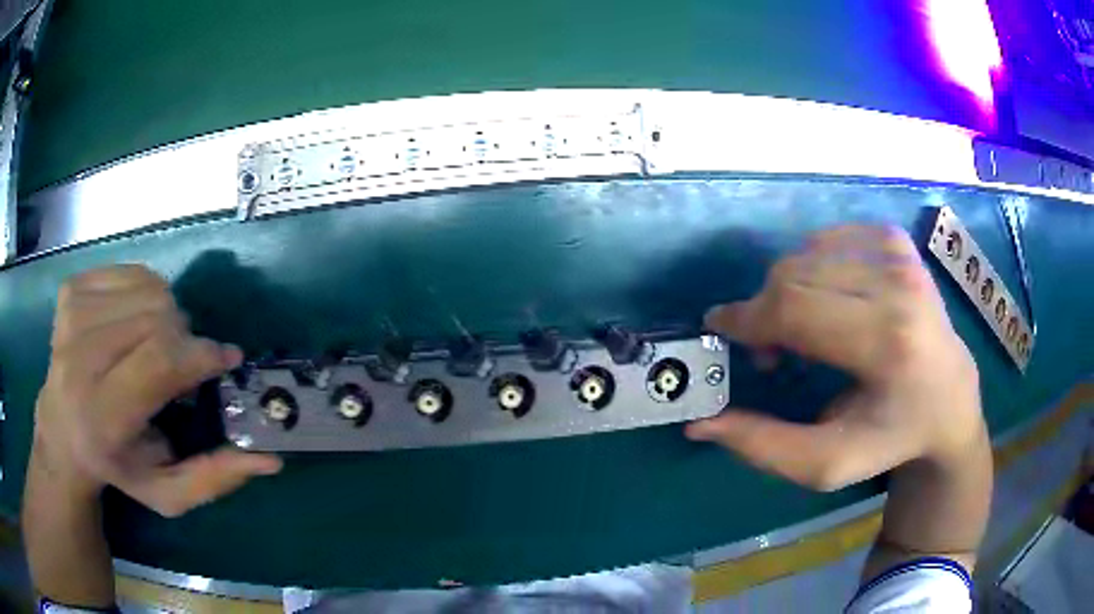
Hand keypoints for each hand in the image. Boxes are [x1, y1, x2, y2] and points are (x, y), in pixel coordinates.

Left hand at [30, 265, 281, 515]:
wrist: (61, 430)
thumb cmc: (117, 466)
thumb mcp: (167, 493)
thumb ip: (214, 478)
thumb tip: (271, 460)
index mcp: (101, 417)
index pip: (158, 361)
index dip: (200, 355)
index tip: (227, 359)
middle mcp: (79, 360)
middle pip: (156, 318)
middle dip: (186, 338)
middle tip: (186, 364)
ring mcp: (71, 316)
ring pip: (148, 288)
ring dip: (168, 315)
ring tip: (160, 343)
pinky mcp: (71, 289)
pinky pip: (130, 272)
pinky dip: (147, 291)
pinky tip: (138, 320)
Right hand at [687, 225, 984, 490]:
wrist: (950, 398)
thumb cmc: (891, 437)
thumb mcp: (828, 464)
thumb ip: (763, 447)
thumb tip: (700, 423)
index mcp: (888, 343)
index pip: (795, 307)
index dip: (746, 318)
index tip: (719, 329)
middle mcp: (898, 285)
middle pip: (794, 275)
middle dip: (764, 310)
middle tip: (769, 352)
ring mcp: (900, 255)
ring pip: (806, 254)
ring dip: (786, 291)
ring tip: (800, 329)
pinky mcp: (897, 241)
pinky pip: (827, 239)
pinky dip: (810, 266)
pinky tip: (824, 299)